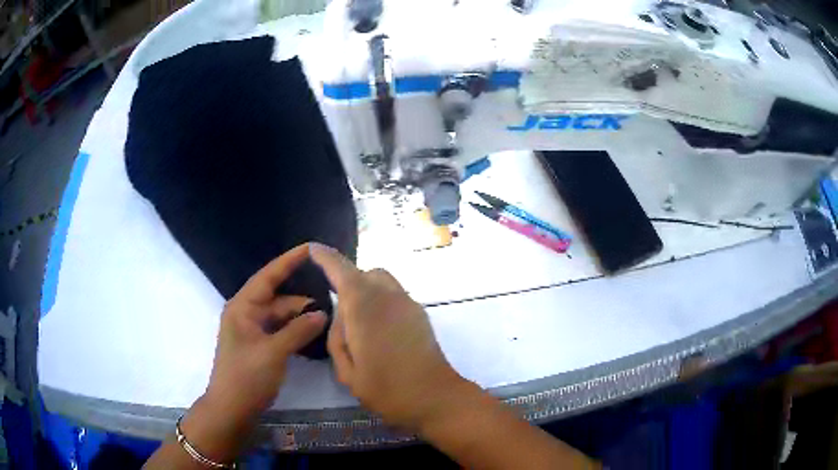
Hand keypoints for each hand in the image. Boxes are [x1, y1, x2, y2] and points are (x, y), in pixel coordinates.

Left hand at [205, 244, 327, 422]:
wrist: (231, 409)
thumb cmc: (246, 377)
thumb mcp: (273, 352)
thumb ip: (298, 331)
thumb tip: (322, 314)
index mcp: (243, 308)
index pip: (268, 276)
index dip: (289, 261)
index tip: (310, 248)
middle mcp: (247, 314)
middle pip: (278, 299)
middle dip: (302, 299)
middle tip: (333, 298)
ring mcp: (253, 331)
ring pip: (281, 317)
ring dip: (301, 317)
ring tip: (330, 318)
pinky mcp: (259, 346)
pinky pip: (280, 331)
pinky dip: (295, 331)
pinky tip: (314, 333)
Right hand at [310, 242, 467, 430]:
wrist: (435, 397)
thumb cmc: (386, 389)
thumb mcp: (347, 370)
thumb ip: (337, 337)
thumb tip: (341, 316)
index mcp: (363, 307)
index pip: (341, 270)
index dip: (325, 257)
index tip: (313, 249)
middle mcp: (388, 297)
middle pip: (365, 273)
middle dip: (349, 280)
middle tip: (340, 307)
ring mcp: (408, 303)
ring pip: (383, 281)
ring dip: (367, 289)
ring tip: (360, 321)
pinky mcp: (421, 314)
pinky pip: (395, 295)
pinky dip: (382, 300)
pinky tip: (380, 329)